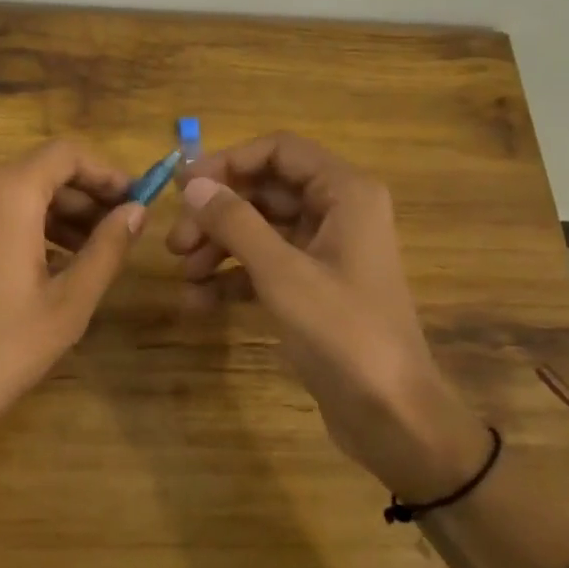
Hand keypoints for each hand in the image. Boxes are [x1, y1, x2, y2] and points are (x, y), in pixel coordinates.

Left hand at [0, 139, 144, 453]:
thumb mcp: (68, 304)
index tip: (132, 201)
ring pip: (1, 193)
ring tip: (75, 258)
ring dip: (44, 215)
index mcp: (4, 192)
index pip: (65, 154)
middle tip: (111, 235)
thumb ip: (107, 249)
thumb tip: (135, 211)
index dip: (105, 172)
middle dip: (77, 199)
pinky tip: (24, 268)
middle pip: (33, 172)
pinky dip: (6, 226)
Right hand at [167, 133, 486, 493]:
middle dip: (217, 213)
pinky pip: (266, 265)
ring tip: (185, 275)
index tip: (184, 187)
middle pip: (265, 190)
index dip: (228, 161)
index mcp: (344, 193)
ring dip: (219, 247)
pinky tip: (200, 301)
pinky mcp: (315, 286)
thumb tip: (192, 184)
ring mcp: (326, 251)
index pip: (279, 150)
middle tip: (176, 243)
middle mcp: (338, 212)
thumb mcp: (282, 273)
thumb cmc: (343, 333)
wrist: (393, 417)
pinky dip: (234, 277)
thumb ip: (235, 222)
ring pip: (261, 229)